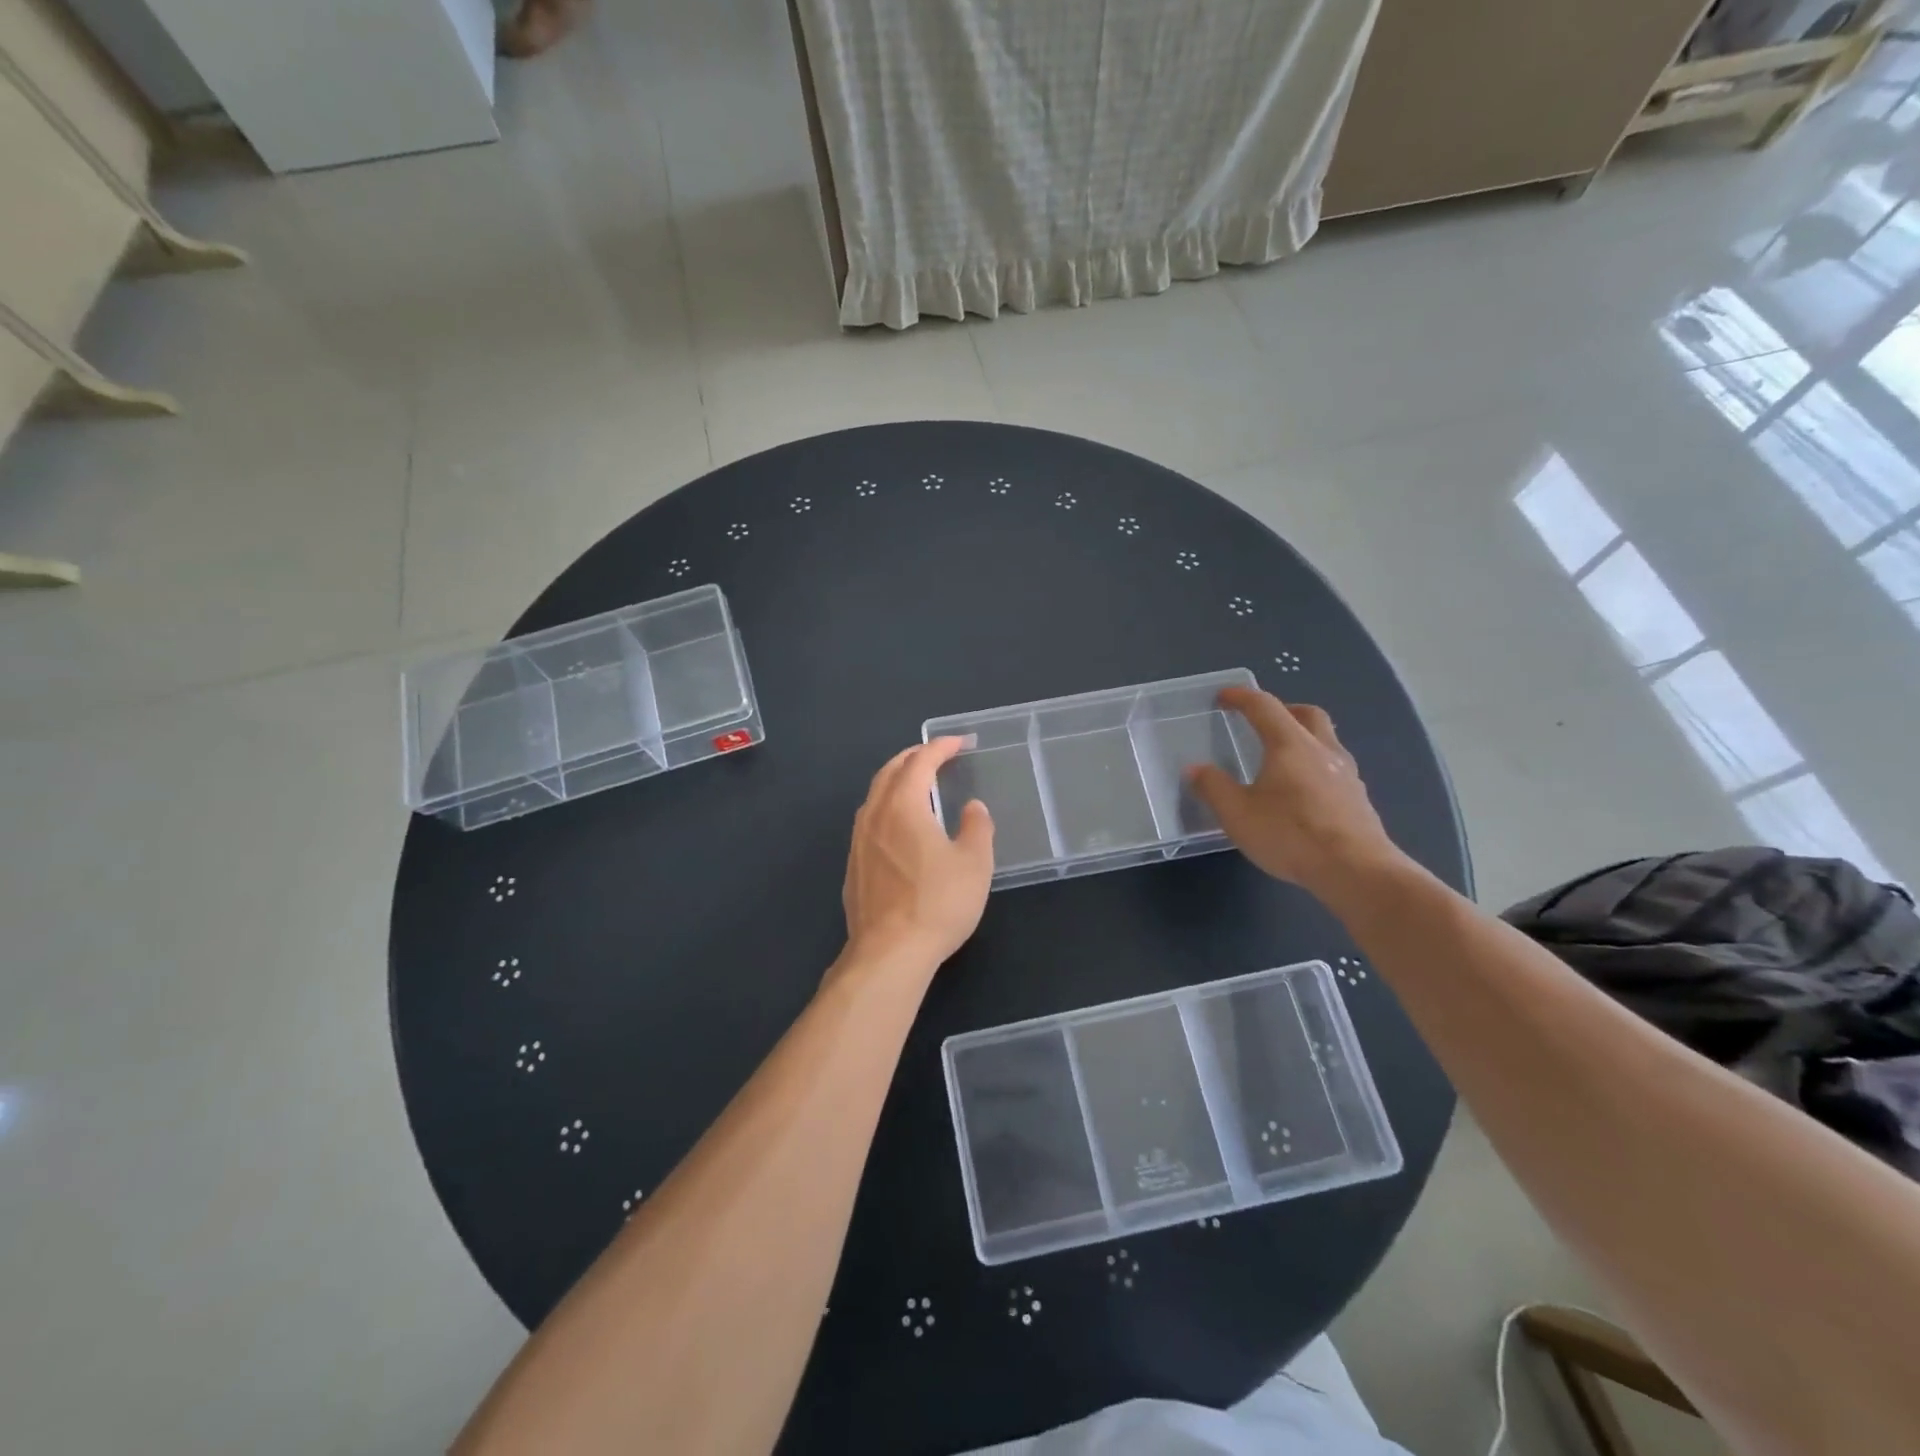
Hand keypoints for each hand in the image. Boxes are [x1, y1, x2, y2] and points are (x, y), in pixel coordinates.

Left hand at [842, 738, 994, 968]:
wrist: (889, 952)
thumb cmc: (938, 903)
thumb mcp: (974, 864)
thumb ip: (977, 828)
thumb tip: (973, 808)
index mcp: (903, 806)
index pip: (920, 762)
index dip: (940, 747)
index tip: (958, 743)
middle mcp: (874, 816)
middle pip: (889, 773)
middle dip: (913, 758)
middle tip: (935, 755)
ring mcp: (858, 842)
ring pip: (875, 797)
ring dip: (896, 782)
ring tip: (916, 785)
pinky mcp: (853, 867)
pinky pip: (869, 822)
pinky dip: (886, 808)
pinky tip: (898, 827)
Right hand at [1188, 688, 1408, 902]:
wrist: (1356, 870)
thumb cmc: (1290, 835)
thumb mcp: (1237, 814)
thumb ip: (1213, 787)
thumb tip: (1195, 768)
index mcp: (1290, 744)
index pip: (1264, 707)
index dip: (1241, 697)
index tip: (1224, 696)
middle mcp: (1322, 750)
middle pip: (1307, 714)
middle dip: (1283, 710)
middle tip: (1262, 721)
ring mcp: (1347, 774)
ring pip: (1326, 740)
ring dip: (1304, 737)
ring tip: (1283, 757)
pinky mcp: (1358, 799)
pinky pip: (1335, 767)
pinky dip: (1316, 765)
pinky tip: (1304, 791)